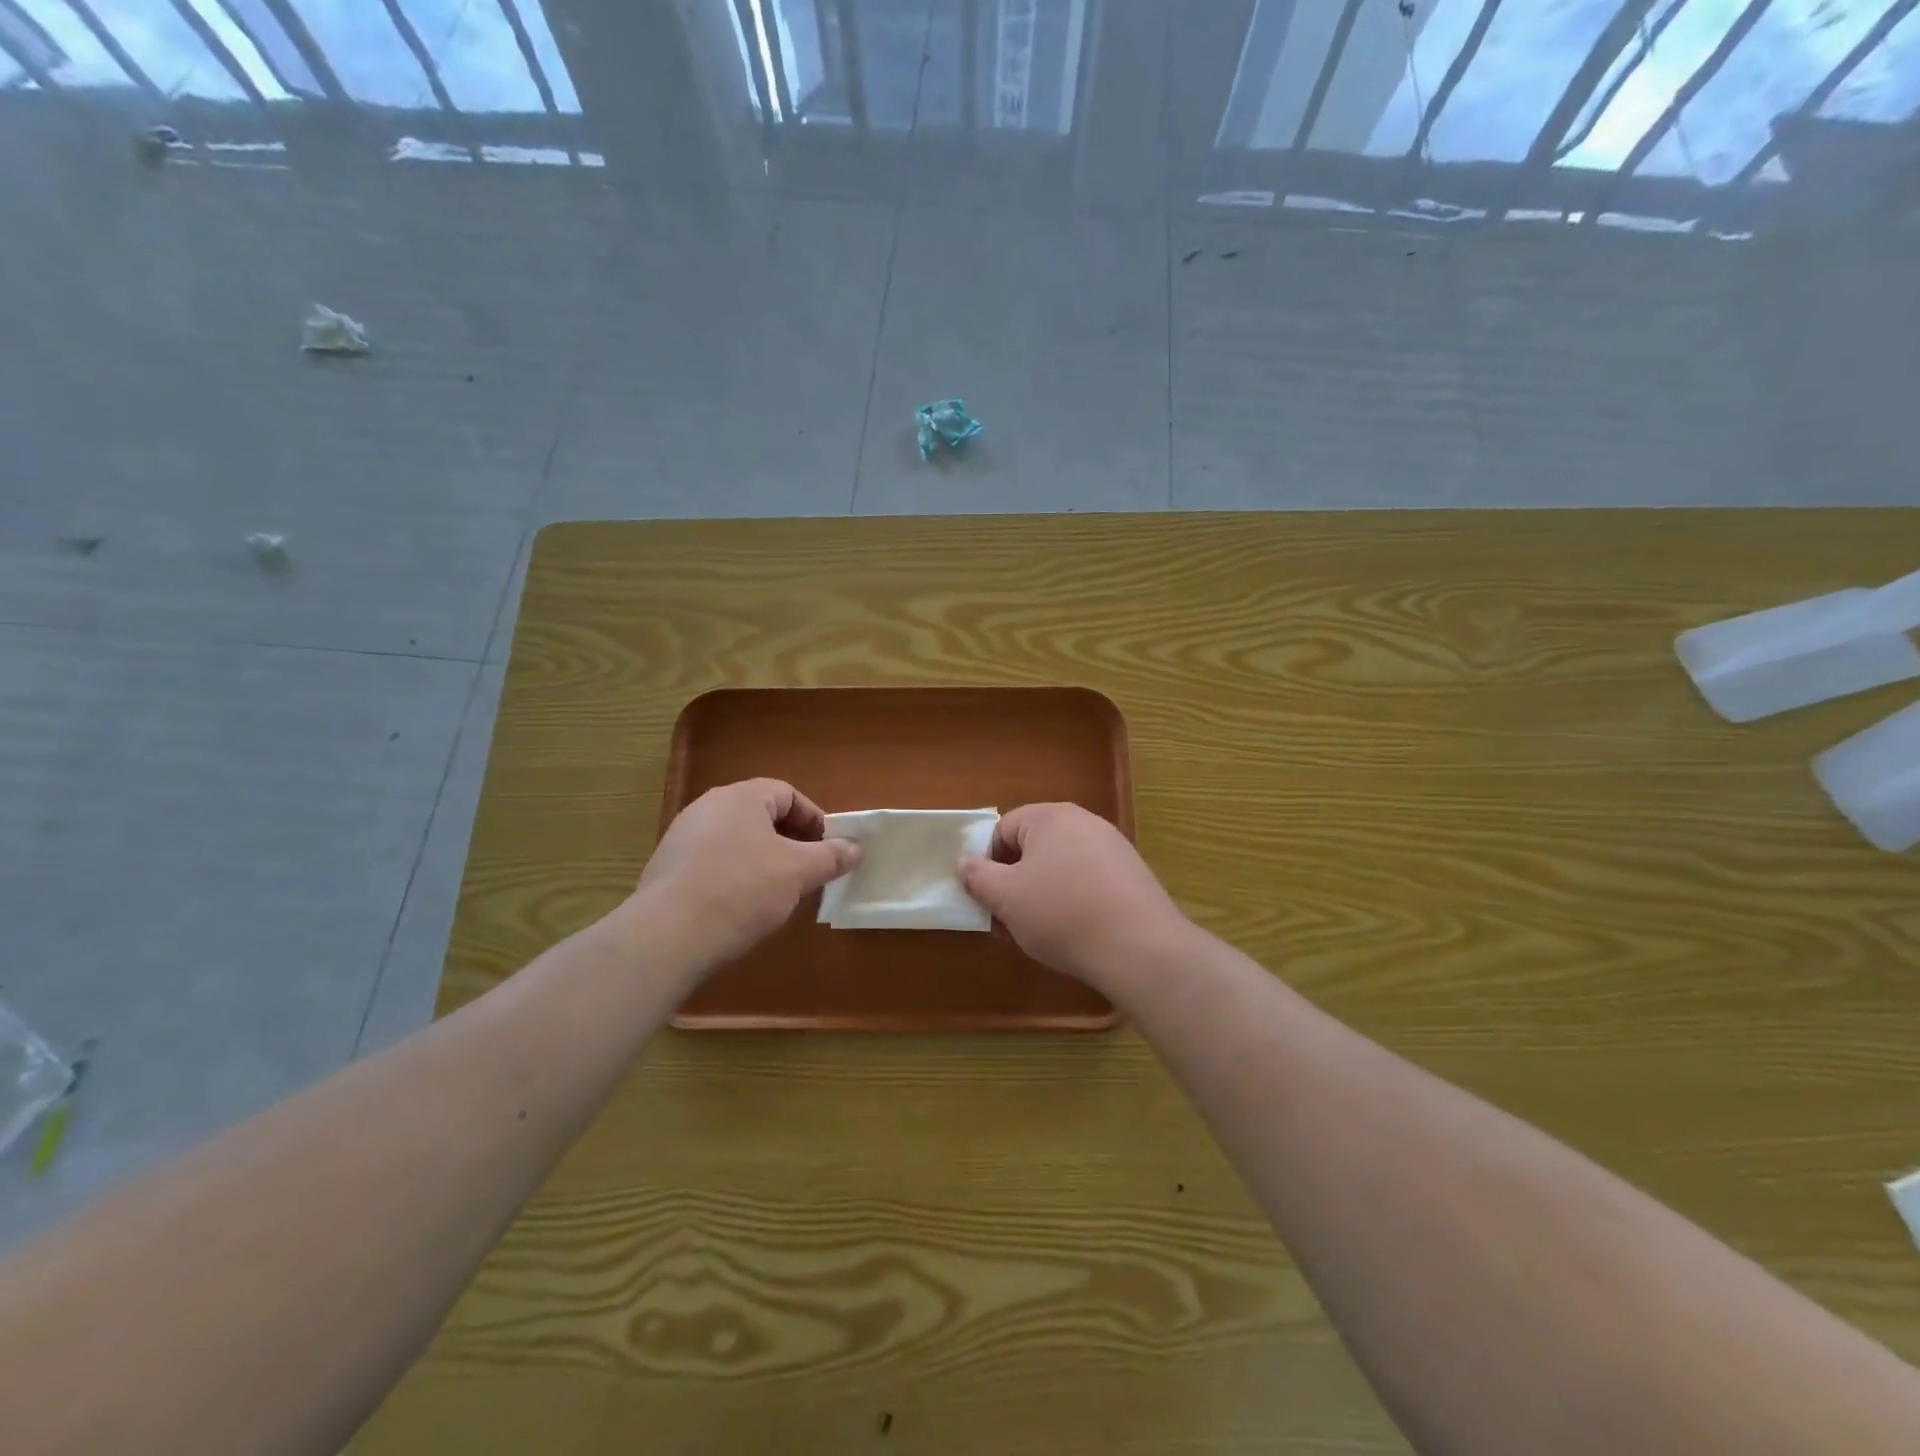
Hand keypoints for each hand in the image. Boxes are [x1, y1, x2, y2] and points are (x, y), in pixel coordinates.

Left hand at [636, 779, 859, 970]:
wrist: (668, 935)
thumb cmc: (742, 890)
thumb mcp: (798, 872)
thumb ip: (831, 856)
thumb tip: (856, 847)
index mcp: (741, 797)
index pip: (787, 794)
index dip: (814, 820)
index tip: (828, 850)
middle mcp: (708, 807)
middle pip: (761, 816)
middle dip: (790, 841)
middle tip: (808, 871)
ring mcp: (682, 837)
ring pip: (737, 840)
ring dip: (763, 860)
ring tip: (778, 892)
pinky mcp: (667, 868)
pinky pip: (713, 862)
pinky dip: (734, 876)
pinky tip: (741, 907)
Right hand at [959, 803, 1191, 987]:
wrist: (1139, 948)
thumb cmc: (1062, 914)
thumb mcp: (1006, 898)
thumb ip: (978, 876)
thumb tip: (965, 861)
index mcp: (1050, 817)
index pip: (1003, 829)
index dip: (988, 862)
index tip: (987, 897)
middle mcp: (1084, 822)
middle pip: (1034, 847)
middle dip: (1015, 881)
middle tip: (1008, 918)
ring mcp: (1113, 847)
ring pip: (1060, 866)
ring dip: (1042, 894)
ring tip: (1039, 932)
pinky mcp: (1133, 875)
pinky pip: (1088, 881)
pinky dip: (1073, 901)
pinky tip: (1074, 933)